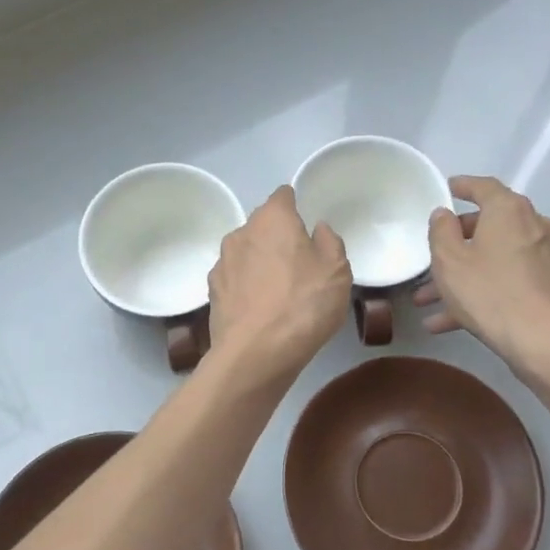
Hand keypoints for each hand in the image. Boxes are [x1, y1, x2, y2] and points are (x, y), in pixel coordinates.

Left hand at [208, 186, 351, 377]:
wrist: (255, 353)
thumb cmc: (303, 304)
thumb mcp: (337, 271)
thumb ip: (330, 242)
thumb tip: (317, 230)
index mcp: (273, 219)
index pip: (282, 196)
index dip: (295, 206)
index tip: (307, 226)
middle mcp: (241, 232)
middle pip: (262, 225)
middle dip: (278, 237)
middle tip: (299, 263)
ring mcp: (222, 262)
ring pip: (246, 253)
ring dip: (260, 263)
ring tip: (279, 290)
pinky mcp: (212, 292)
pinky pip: (235, 279)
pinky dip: (247, 287)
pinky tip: (260, 308)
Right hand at [415, 175, 549, 376]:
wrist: (545, 342)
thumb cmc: (490, 293)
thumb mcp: (449, 261)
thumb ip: (441, 231)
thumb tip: (445, 214)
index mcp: (509, 211)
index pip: (484, 187)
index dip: (463, 186)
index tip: (447, 189)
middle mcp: (534, 226)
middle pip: (489, 227)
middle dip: (455, 246)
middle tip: (431, 259)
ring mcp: (547, 257)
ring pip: (496, 260)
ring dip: (463, 277)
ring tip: (429, 303)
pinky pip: (509, 281)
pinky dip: (484, 293)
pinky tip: (453, 322)